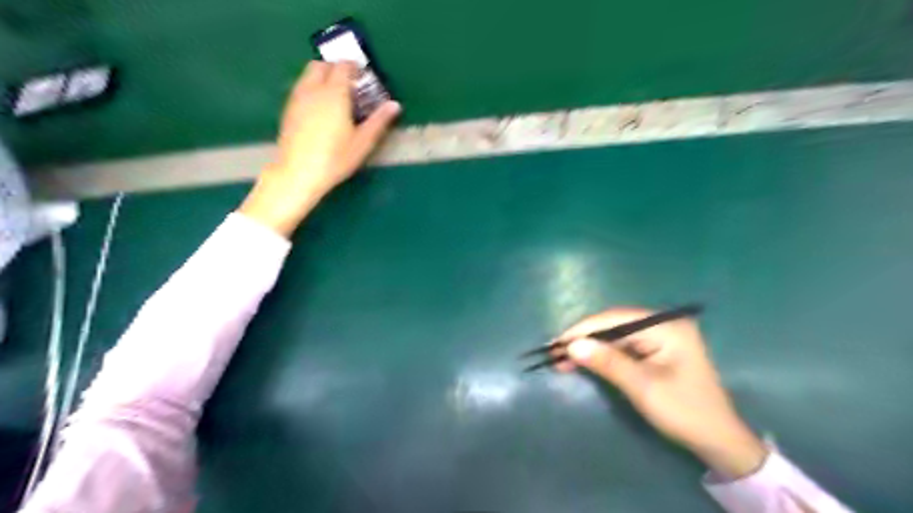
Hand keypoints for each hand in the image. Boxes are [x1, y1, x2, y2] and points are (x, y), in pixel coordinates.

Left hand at [239, 59, 400, 236]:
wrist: (299, 173)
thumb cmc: (335, 158)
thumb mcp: (363, 142)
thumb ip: (379, 121)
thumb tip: (395, 105)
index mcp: (334, 93)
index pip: (343, 67)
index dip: (354, 67)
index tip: (363, 76)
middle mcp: (313, 90)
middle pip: (321, 65)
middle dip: (335, 69)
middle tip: (350, 85)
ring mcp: (297, 99)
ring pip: (307, 76)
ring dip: (322, 78)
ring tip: (335, 97)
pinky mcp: (288, 110)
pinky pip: (301, 89)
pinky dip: (312, 89)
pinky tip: (320, 110)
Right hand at [554, 306, 763, 479]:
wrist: (717, 440)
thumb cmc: (684, 412)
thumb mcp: (643, 387)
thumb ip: (608, 362)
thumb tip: (572, 346)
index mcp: (666, 327)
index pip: (616, 319)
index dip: (584, 329)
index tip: (557, 342)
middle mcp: (663, 325)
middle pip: (614, 325)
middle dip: (584, 338)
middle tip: (555, 351)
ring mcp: (659, 337)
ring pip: (615, 336)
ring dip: (589, 347)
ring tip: (561, 358)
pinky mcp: (654, 350)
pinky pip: (622, 347)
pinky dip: (601, 355)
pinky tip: (582, 362)